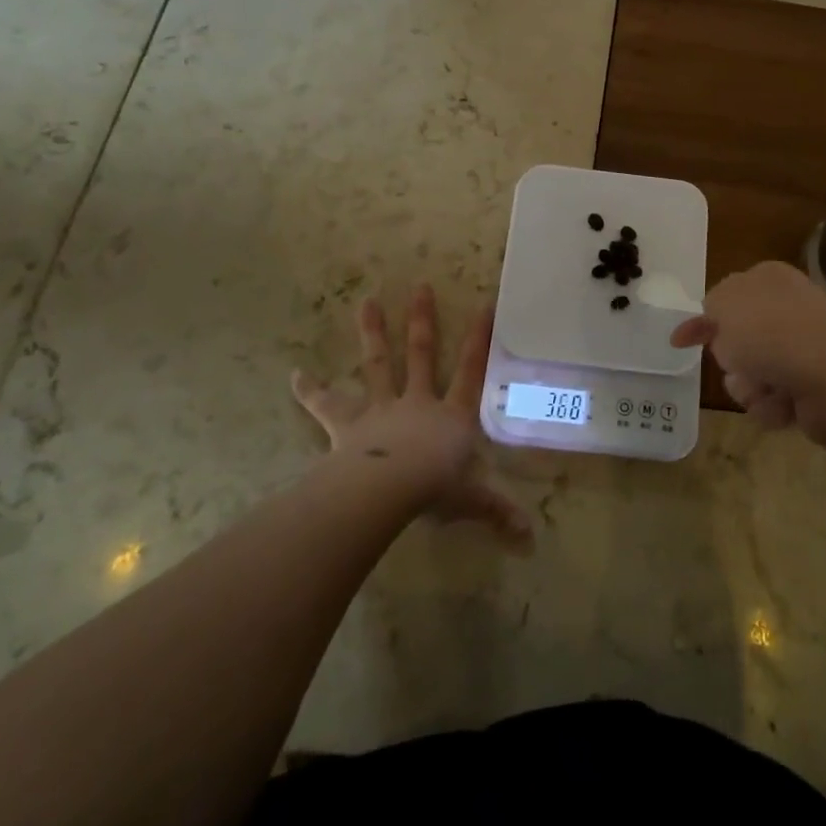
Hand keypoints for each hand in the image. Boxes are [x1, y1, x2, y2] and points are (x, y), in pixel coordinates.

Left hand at [292, 285, 531, 551]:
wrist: (388, 489)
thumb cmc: (435, 488)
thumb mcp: (473, 499)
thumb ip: (498, 512)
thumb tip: (531, 539)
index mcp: (452, 415)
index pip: (472, 371)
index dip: (479, 340)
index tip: (485, 305)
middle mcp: (417, 401)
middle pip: (422, 354)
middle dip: (422, 321)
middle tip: (420, 287)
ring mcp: (381, 408)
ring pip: (378, 364)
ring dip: (373, 333)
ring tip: (367, 301)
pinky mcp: (348, 423)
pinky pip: (326, 404)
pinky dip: (311, 390)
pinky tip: (294, 374)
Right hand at [670, 261, 825, 455]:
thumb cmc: (775, 335)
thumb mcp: (726, 305)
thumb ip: (711, 306)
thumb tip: (717, 318)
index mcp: (770, 279)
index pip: (726, 296)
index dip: (703, 320)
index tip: (680, 342)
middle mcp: (789, 309)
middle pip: (736, 340)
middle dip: (731, 358)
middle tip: (738, 361)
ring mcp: (804, 348)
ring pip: (749, 373)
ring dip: (749, 385)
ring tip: (768, 387)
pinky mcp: (813, 385)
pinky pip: (772, 398)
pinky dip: (772, 404)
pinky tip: (786, 403)